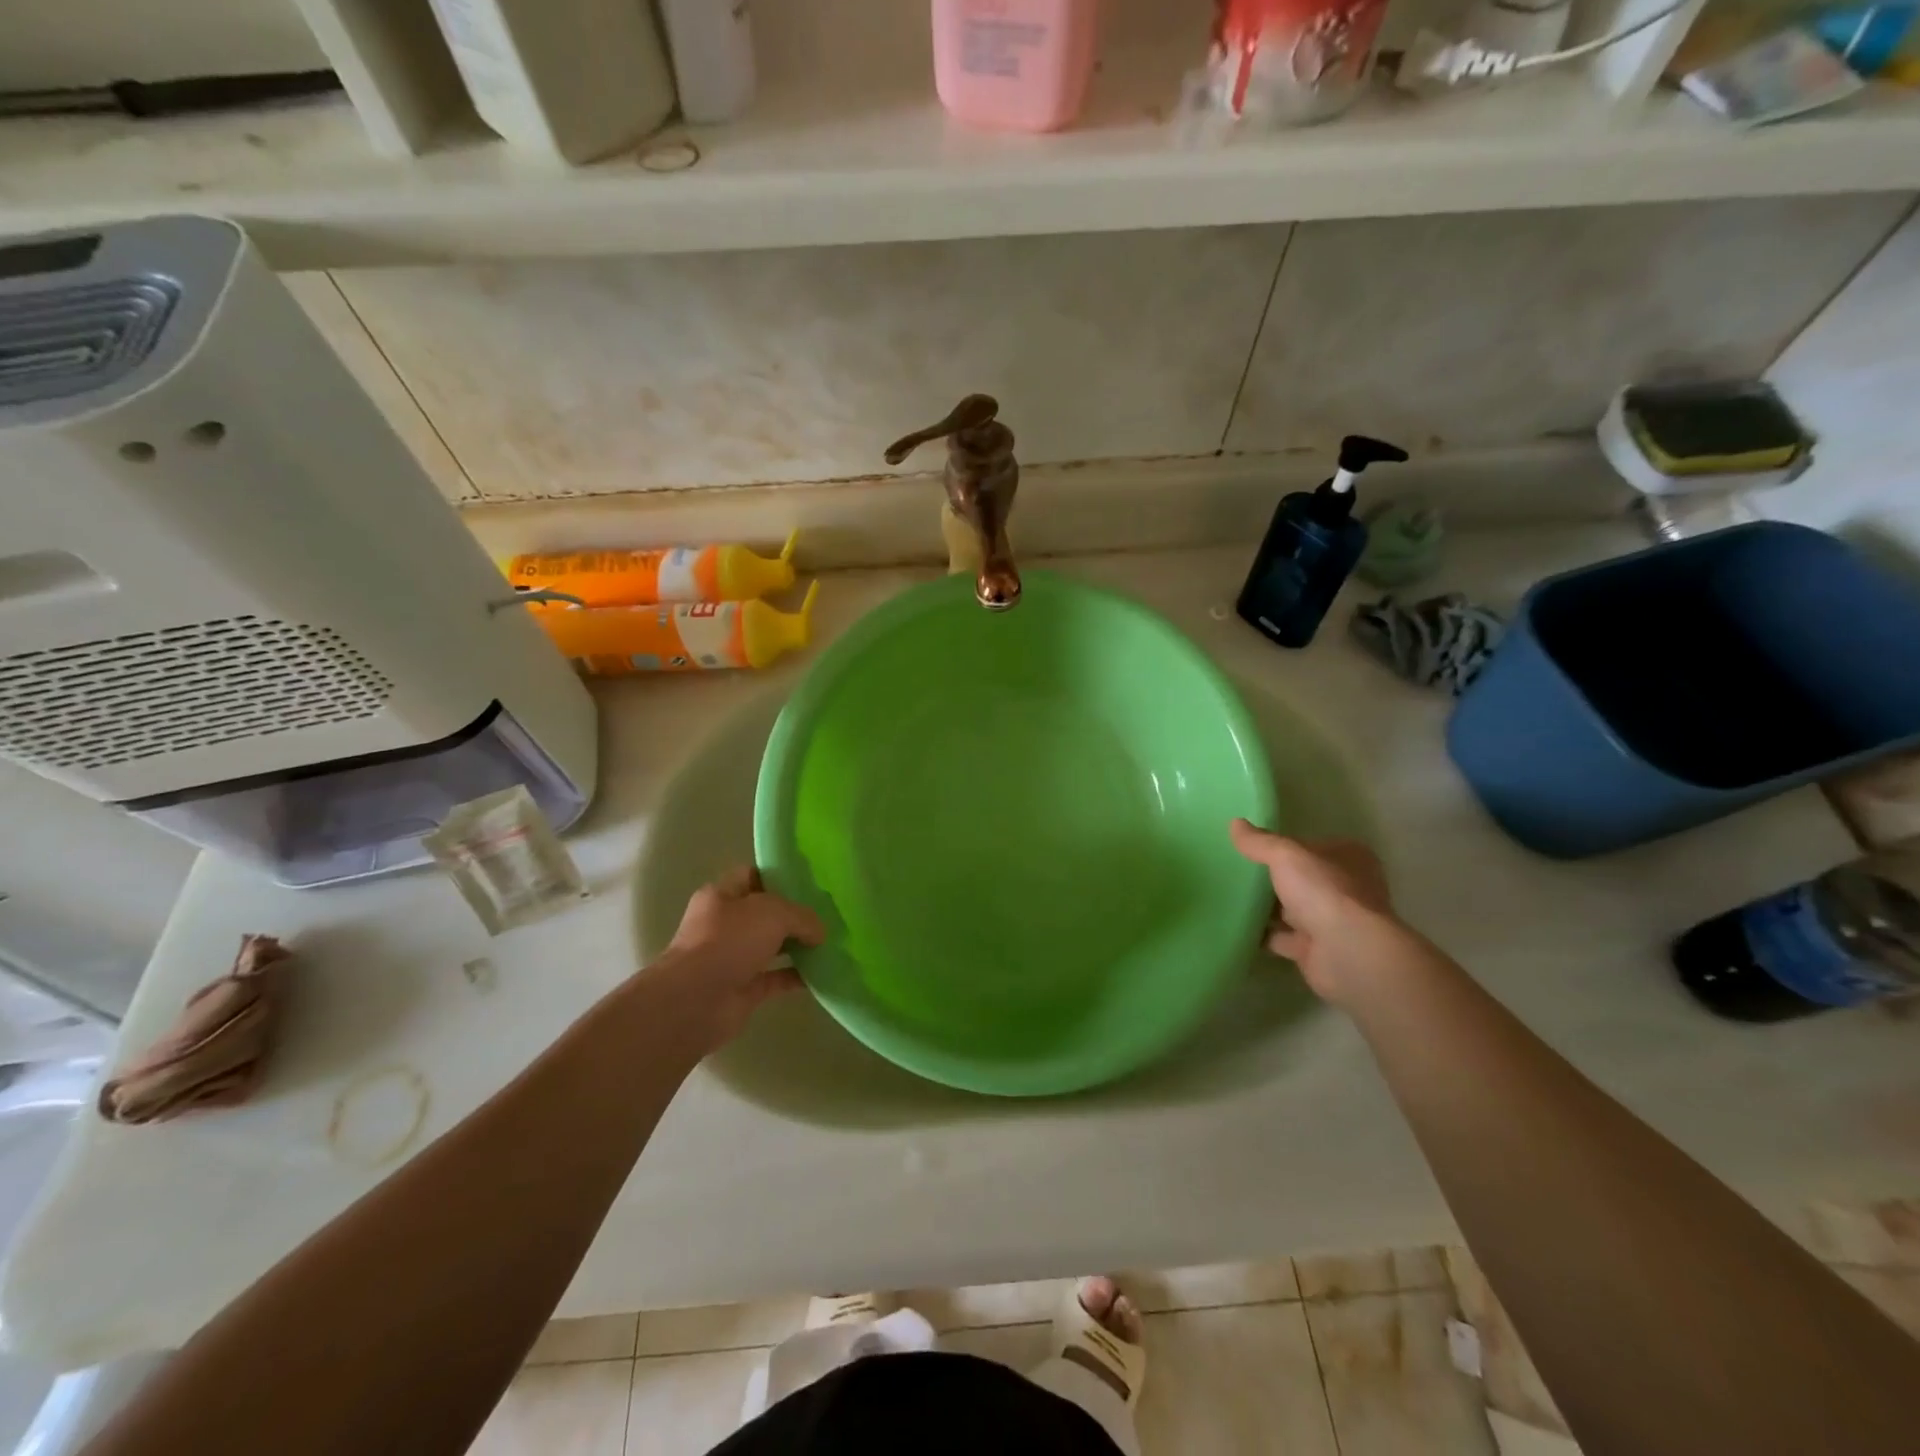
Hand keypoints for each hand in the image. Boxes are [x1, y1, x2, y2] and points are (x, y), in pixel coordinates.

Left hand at [649, 867, 825, 1052]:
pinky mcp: (742, 990)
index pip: (752, 876)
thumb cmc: (729, 941)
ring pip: (770, 946)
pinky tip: (822, 972)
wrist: (695, 1001)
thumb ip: (802, 916)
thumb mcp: (773, 913)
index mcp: (721, 896)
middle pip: (764, 914)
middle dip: (793, 915)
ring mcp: (731, 959)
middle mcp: (723, 925)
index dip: (779, 877)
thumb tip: (819, 932)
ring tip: (829, 942)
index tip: (810, 883)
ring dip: (797, 946)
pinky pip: (775, 978)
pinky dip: (796, 976)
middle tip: (827, 914)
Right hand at [1228, 820, 1409, 1004]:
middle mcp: (1346, 889)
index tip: (1252, 848)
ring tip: (1228, 898)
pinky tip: (1237, 927)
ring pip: (1293, 910)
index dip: (1284, 847)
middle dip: (1273, 880)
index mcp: (1348, 859)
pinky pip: (1283, 938)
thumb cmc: (1324, 892)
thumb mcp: (1286, 855)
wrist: (1347, 953)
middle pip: (1302, 880)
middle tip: (1235, 872)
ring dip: (1267, 909)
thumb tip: (1234, 823)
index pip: (1312, 847)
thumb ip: (1260, 842)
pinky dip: (1263, 935)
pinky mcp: (1317, 950)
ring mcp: (1333, 922)